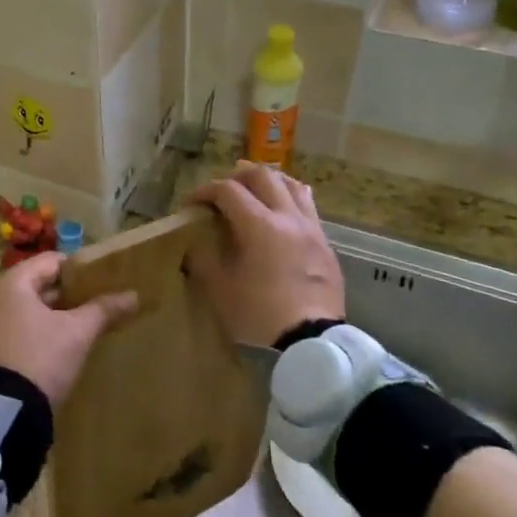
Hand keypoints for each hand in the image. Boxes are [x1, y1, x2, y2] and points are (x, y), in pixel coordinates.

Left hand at [0, 253, 137, 406]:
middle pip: (34, 286)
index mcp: (11, 284)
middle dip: (64, 296)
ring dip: (47, 319)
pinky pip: (8, 334)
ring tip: (76, 332)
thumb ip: (103, 310)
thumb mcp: (76, 334)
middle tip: (93, 308)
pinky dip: (29, 337)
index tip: (101, 281)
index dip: (78, 269)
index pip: (50, 262)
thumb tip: (133, 295)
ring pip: (21, 312)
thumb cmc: (38, 359)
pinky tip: (49, 354)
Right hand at [185, 162, 344, 347]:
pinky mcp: (325, 243)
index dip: (204, 191)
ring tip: (255, 192)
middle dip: (238, 177)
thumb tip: (193, 245)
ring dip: (269, 181)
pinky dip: (289, 199)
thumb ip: (203, 260)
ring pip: (292, 184)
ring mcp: (311, 228)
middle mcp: (288, 217)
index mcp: (259, 225)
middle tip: (222, 191)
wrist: (313, 340)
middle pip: (263, 176)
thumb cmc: (261, 314)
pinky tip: (282, 214)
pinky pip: (308, 206)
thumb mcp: (220, 290)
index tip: (191, 205)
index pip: (228, 190)